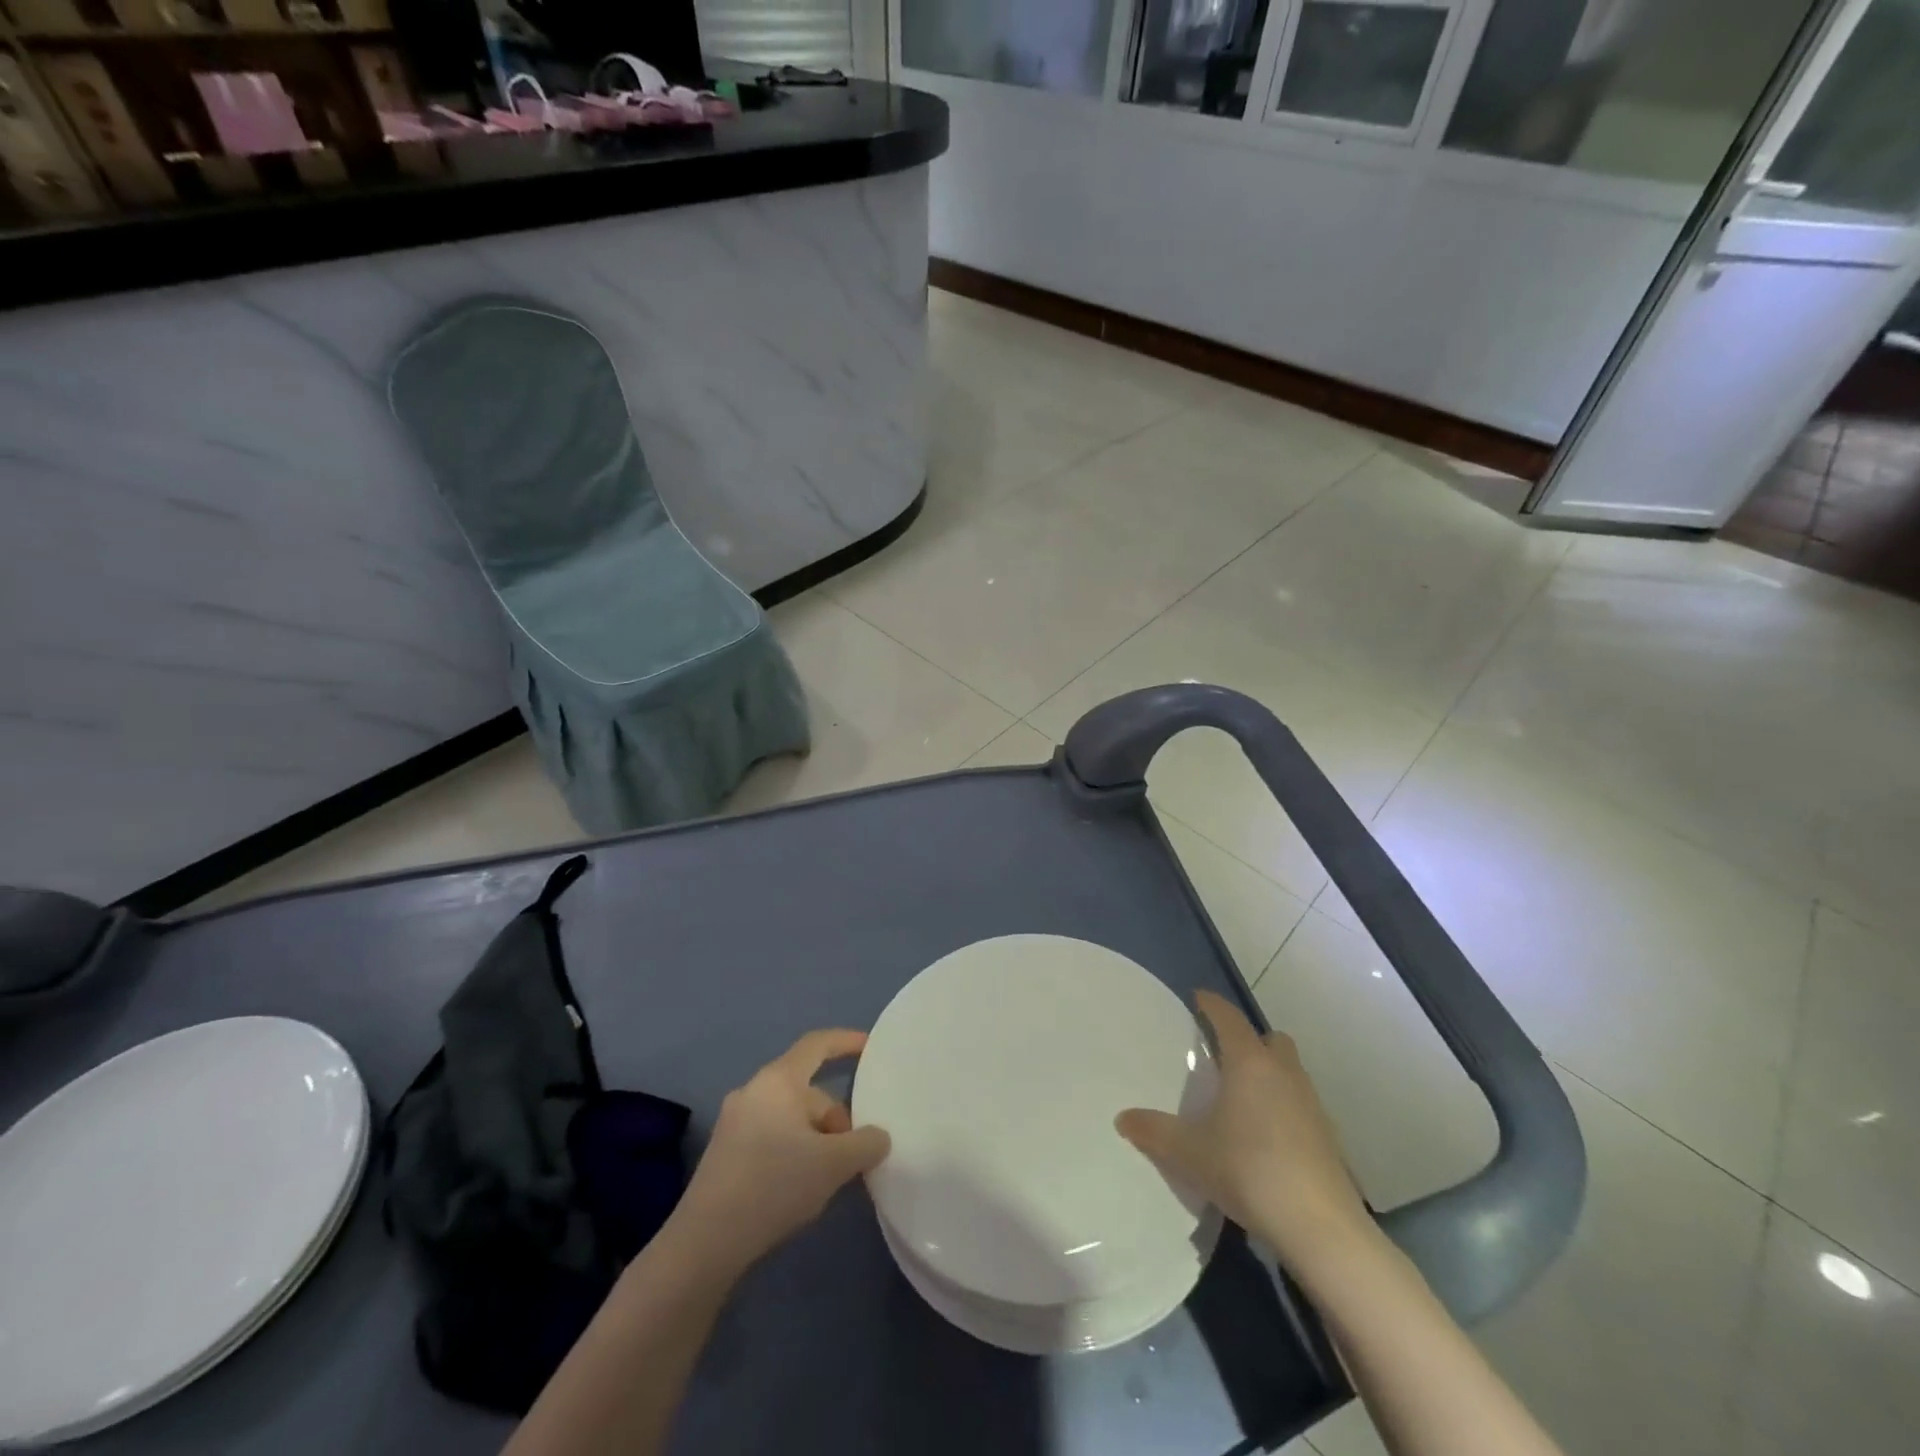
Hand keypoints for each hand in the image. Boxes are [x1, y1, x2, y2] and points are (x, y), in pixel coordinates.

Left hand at [675, 1029, 891, 1271]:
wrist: (705, 1243)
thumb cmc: (774, 1184)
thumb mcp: (834, 1164)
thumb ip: (866, 1143)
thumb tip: (877, 1137)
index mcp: (778, 1081)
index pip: (817, 1044)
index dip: (846, 1041)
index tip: (870, 1048)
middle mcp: (753, 1091)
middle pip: (807, 1090)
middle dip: (835, 1117)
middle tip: (854, 1154)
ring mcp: (734, 1122)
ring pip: (790, 1118)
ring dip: (816, 1139)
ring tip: (830, 1176)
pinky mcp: (725, 1154)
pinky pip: (772, 1137)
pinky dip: (794, 1152)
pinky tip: (801, 1187)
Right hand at [1116, 990, 1372, 1271]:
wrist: (1320, 1227)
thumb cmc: (1248, 1171)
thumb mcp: (1188, 1153)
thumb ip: (1153, 1131)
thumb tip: (1123, 1118)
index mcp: (1249, 1063)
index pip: (1229, 1018)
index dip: (1212, 1004)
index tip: (1198, 997)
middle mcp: (1283, 1073)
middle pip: (1269, 1039)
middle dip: (1247, 1039)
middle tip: (1222, 1054)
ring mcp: (1311, 1104)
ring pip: (1288, 1070)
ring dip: (1268, 1072)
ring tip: (1241, 1095)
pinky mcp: (1327, 1136)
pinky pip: (1300, 1103)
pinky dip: (1282, 1105)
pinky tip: (1264, 1134)